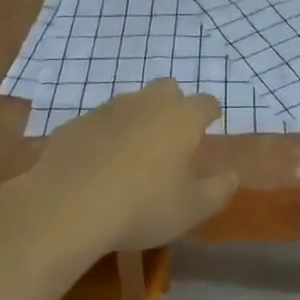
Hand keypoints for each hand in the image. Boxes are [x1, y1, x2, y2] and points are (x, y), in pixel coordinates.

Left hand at [29, 79, 237, 248]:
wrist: (67, 205)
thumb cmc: (142, 206)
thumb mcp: (191, 209)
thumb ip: (218, 190)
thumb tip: (232, 175)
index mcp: (182, 117)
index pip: (206, 103)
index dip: (210, 114)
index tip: (210, 126)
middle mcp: (147, 103)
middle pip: (167, 90)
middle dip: (173, 106)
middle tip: (171, 138)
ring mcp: (108, 109)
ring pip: (131, 104)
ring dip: (136, 121)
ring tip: (132, 156)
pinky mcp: (76, 123)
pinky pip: (98, 124)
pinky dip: (103, 138)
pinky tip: (97, 167)